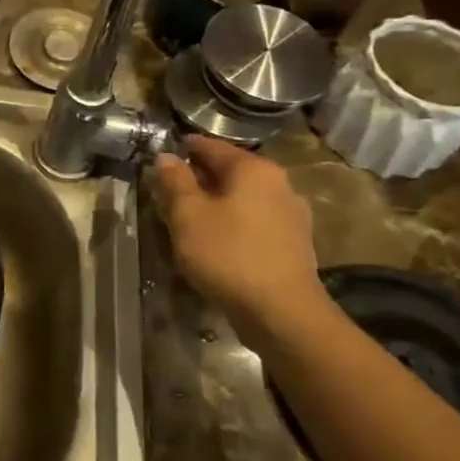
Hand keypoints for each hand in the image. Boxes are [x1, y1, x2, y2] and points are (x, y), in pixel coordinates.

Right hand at [154, 135, 327, 343]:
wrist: (282, 313)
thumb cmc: (228, 254)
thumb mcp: (188, 215)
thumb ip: (175, 181)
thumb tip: (167, 157)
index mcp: (254, 170)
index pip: (213, 147)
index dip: (186, 148)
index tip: (165, 152)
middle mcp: (279, 185)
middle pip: (231, 172)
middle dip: (201, 178)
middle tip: (170, 188)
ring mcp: (292, 216)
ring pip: (244, 199)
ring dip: (217, 203)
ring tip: (190, 217)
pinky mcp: (294, 245)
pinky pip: (255, 222)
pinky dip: (234, 224)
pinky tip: (217, 241)